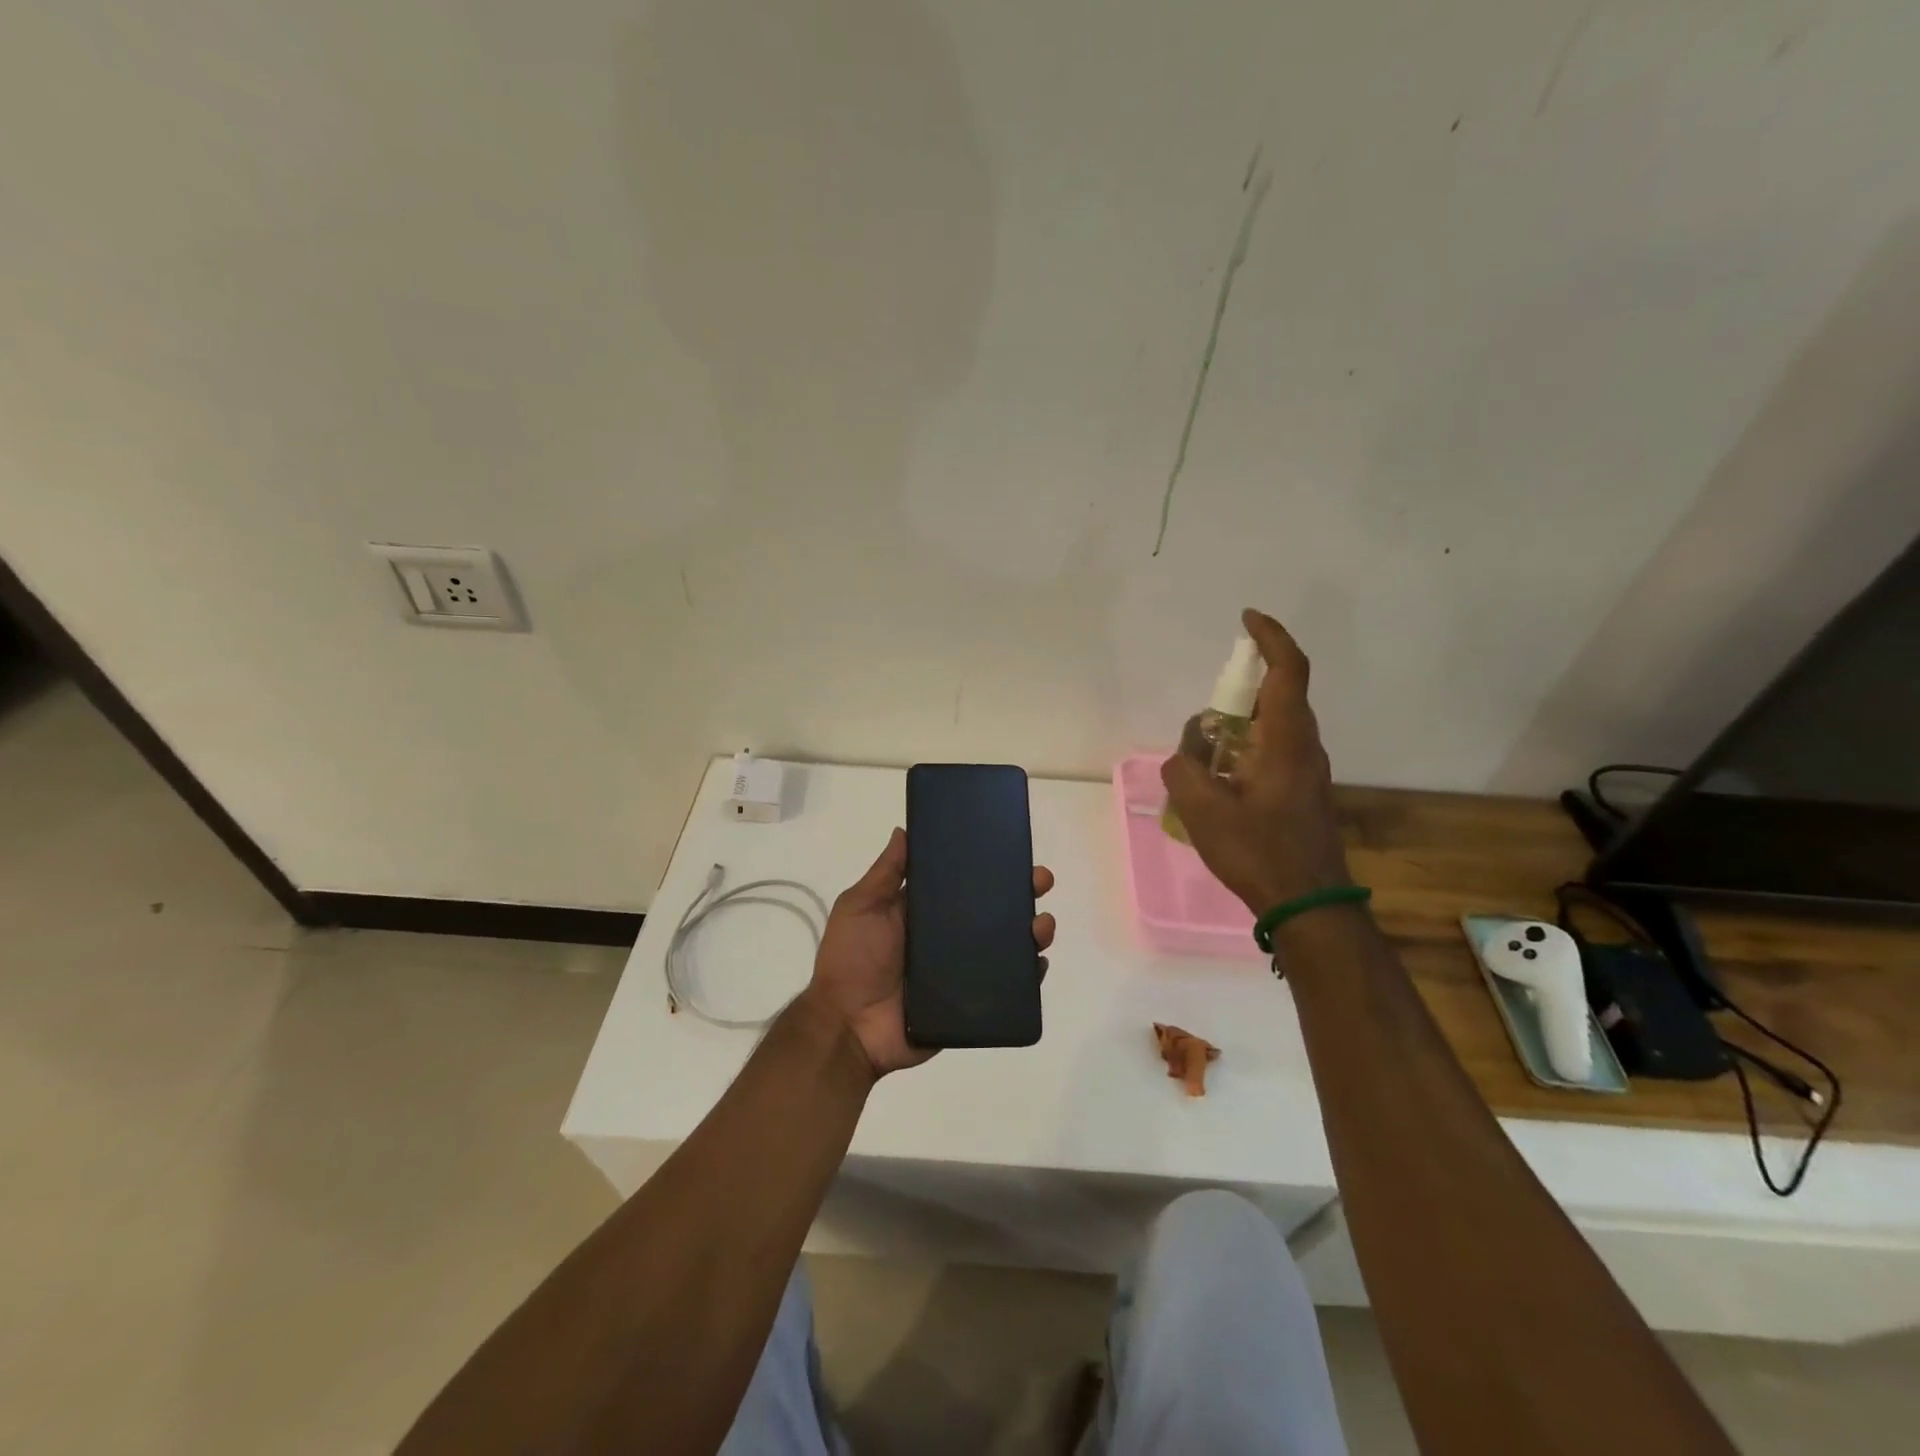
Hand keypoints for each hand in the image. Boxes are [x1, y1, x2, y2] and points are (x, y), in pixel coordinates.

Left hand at [804, 827, 1056, 1077]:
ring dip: (1032, 931)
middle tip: (1040, 880)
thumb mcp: (861, 906)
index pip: (966, 883)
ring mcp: (963, 970)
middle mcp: (949, 938)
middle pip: (995, 911)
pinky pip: (1008, 988)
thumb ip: (885, 873)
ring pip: (1008, 947)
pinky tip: (1039, 963)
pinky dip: (1028, 976)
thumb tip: (904, 829)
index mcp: (925, 912)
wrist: (847, 1026)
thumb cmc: (851, 960)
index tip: (1013, 850)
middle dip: (1022, 892)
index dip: (990, 867)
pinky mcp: (971, 1002)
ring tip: (1041, 925)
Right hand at [1161, 609, 1352, 913]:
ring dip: (1241, 725)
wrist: (1309, 905)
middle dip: (1243, 688)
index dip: (1271, 638)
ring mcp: (1307, 771)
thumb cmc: (1259, 852)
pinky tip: (1220, 781)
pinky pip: (1273, 752)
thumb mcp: (1204, 811)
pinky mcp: (1302, 792)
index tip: (1247, 619)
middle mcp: (1304, 747)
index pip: (1288, 672)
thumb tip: (1185, 755)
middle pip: (1280, 696)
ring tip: (1206, 754)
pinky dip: (1245, 750)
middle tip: (1209, 710)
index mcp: (1287, 741)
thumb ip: (1184, 770)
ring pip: (1274, 728)